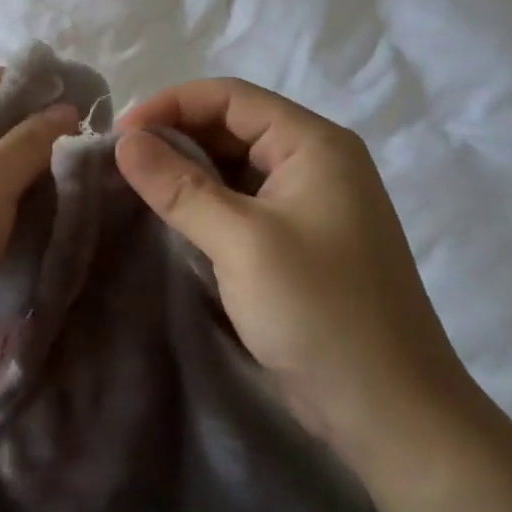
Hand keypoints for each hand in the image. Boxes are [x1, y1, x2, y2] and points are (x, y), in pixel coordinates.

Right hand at [115, 79, 483, 482]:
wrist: (391, 414)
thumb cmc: (321, 312)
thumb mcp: (241, 242)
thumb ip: (179, 186)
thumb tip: (125, 141)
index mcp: (314, 144)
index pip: (230, 97)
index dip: (171, 105)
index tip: (121, 134)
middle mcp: (314, 162)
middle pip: (232, 126)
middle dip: (175, 136)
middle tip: (121, 161)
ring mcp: (308, 203)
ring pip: (233, 165)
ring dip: (185, 170)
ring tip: (134, 185)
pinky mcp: (297, 241)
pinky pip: (240, 201)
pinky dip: (203, 202)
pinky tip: (169, 216)